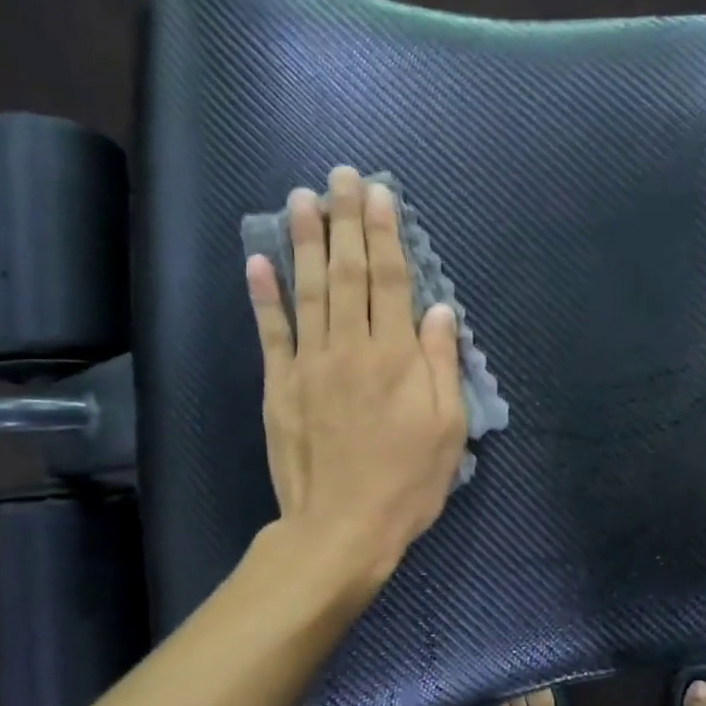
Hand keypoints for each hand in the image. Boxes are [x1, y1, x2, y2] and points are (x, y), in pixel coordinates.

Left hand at [247, 166, 467, 591]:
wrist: (342, 529)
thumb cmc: (406, 484)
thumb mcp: (447, 430)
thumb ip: (441, 365)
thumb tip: (440, 311)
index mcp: (398, 358)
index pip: (391, 281)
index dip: (386, 234)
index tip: (379, 194)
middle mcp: (352, 348)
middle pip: (348, 273)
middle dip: (345, 221)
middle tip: (340, 176)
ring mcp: (310, 365)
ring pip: (307, 291)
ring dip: (304, 241)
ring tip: (300, 197)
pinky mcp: (280, 387)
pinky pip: (270, 333)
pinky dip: (263, 295)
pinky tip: (258, 259)